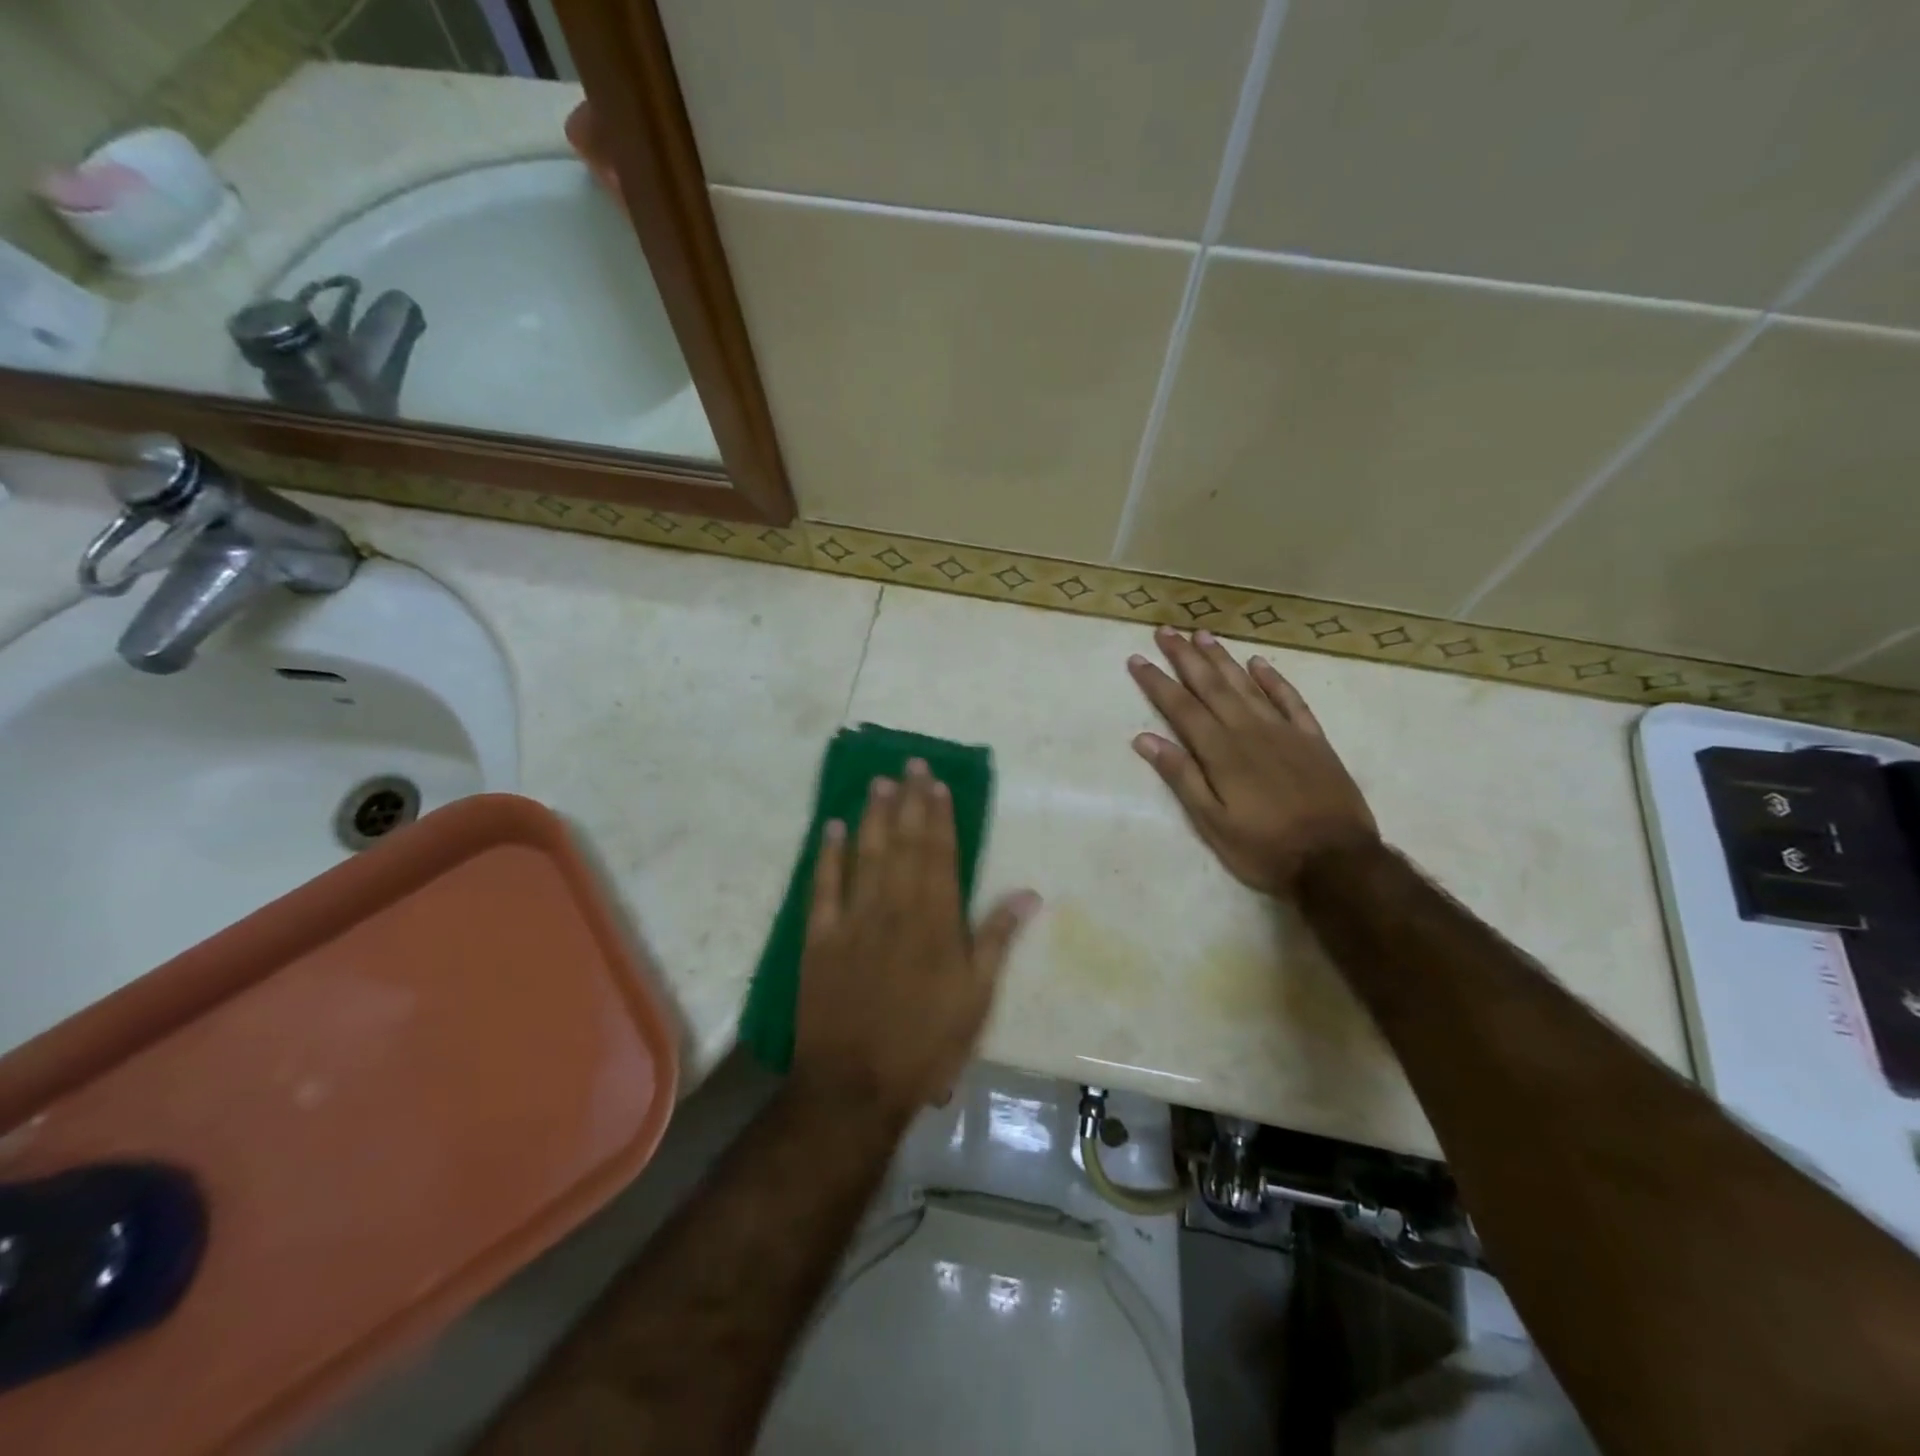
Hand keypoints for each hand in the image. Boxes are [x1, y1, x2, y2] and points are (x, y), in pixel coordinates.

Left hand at [794, 760, 1040, 1115]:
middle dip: (910, 801)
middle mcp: (895, 907)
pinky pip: (824, 885)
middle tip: (911, 763)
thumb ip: (998, 939)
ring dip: (874, 815)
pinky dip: (829, 854)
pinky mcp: (819, 937)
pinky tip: (833, 827)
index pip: (939, 853)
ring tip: (879, 781)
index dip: (939, 815)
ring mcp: (853, 919)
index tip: (937, 783)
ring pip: (867, 853)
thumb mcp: (977, 998)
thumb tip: (1029, 892)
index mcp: (936, 919)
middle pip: (905, 843)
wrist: (856, 1083)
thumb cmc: (926, 1043)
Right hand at [1128, 626, 1377, 896]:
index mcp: (1221, 752)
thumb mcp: (1212, 823)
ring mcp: (1284, 731)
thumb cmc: (1264, 848)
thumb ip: (1182, 777)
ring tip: (1202, 634)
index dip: (1157, 682)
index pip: (1181, 708)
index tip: (1138, 659)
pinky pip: (1290, 699)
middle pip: (1212, 686)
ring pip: (1247, 685)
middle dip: (1186, 657)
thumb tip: (1145, 739)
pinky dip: (1273, 679)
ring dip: (1222, 658)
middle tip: (1167, 631)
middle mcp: (1249, 731)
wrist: (1336, 861)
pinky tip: (1259, 663)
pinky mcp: (1313, 739)